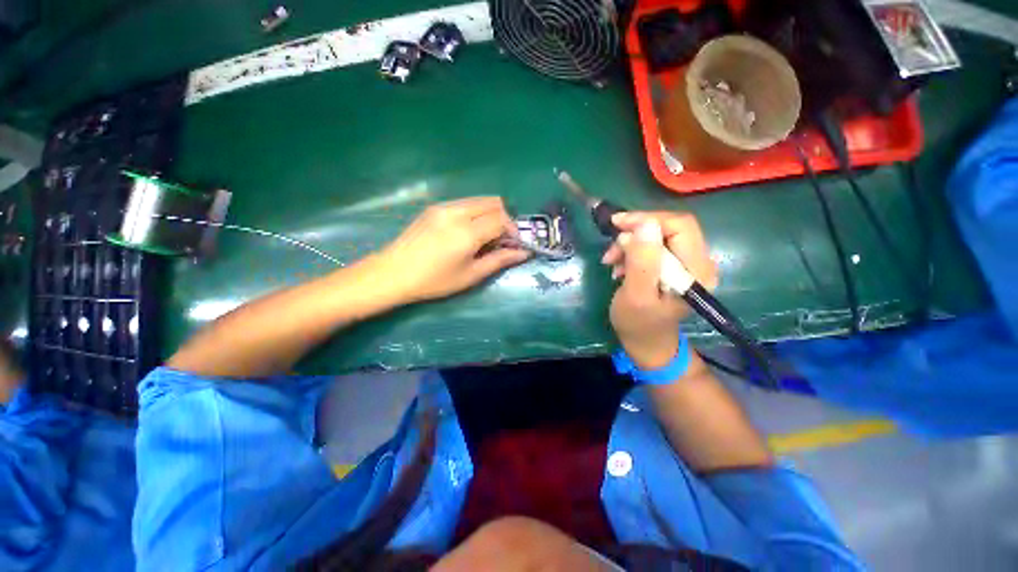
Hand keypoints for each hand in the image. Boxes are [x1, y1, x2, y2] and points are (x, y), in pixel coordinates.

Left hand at [376, 197, 529, 302]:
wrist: (393, 273)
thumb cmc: (435, 280)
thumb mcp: (471, 275)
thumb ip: (500, 260)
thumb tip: (523, 253)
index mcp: (467, 232)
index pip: (502, 219)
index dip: (513, 231)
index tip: (513, 245)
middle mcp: (457, 211)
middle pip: (493, 202)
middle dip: (504, 219)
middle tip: (500, 240)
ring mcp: (444, 206)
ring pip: (479, 200)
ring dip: (490, 214)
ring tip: (484, 236)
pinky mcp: (435, 207)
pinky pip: (464, 203)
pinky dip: (475, 213)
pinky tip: (467, 232)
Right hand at [602, 212, 717, 369]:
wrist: (646, 342)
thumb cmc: (638, 323)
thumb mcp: (636, 295)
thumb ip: (642, 261)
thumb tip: (645, 224)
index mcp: (696, 270)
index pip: (680, 226)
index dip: (647, 219)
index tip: (617, 225)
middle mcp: (699, 262)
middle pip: (670, 227)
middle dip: (636, 231)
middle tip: (611, 244)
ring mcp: (688, 263)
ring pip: (659, 235)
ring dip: (631, 243)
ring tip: (611, 260)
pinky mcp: (675, 266)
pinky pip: (654, 246)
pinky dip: (633, 250)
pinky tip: (619, 265)